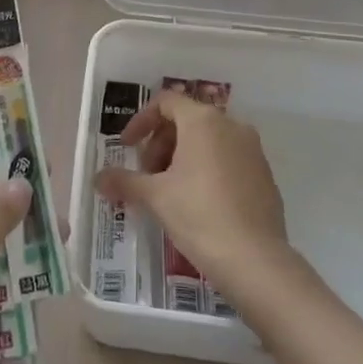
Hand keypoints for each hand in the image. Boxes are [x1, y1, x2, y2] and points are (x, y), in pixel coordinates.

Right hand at [94, 92, 287, 299]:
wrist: (256, 261)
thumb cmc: (199, 216)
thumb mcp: (155, 197)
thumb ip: (124, 181)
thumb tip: (98, 178)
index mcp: (203, 121)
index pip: (165, 102)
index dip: (140, 121)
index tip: (126, 148)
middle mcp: (231, 126)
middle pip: (186, 120)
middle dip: (160, 144)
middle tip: (146, 176)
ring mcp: (252, 150)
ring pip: (208, 141)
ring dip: (181, 158)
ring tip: (168, 191)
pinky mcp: (264, 175)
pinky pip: (227, 159)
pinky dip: (206, 170)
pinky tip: (197, 203)